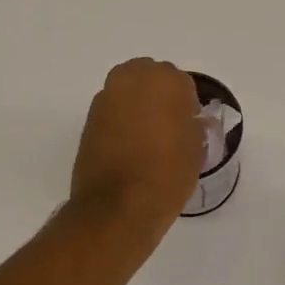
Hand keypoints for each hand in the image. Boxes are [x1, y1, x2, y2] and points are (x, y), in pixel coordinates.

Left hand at [70, 58, 203, 231]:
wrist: (118, 206)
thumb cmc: (167, 174)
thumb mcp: (195, 150)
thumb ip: (193, 126)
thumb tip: (190, 121)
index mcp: (165, 81)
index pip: (182, 84)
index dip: (187, 106)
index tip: (188, 127)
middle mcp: (132, 79)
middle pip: (150, 78)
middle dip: (159, 96)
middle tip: (167, 127)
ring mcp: (106, 97)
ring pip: (128, 92)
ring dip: (137, 106)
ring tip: (146, 138)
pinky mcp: (88, 119)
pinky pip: (112, 111)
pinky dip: (120, 121)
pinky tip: (128, 147)